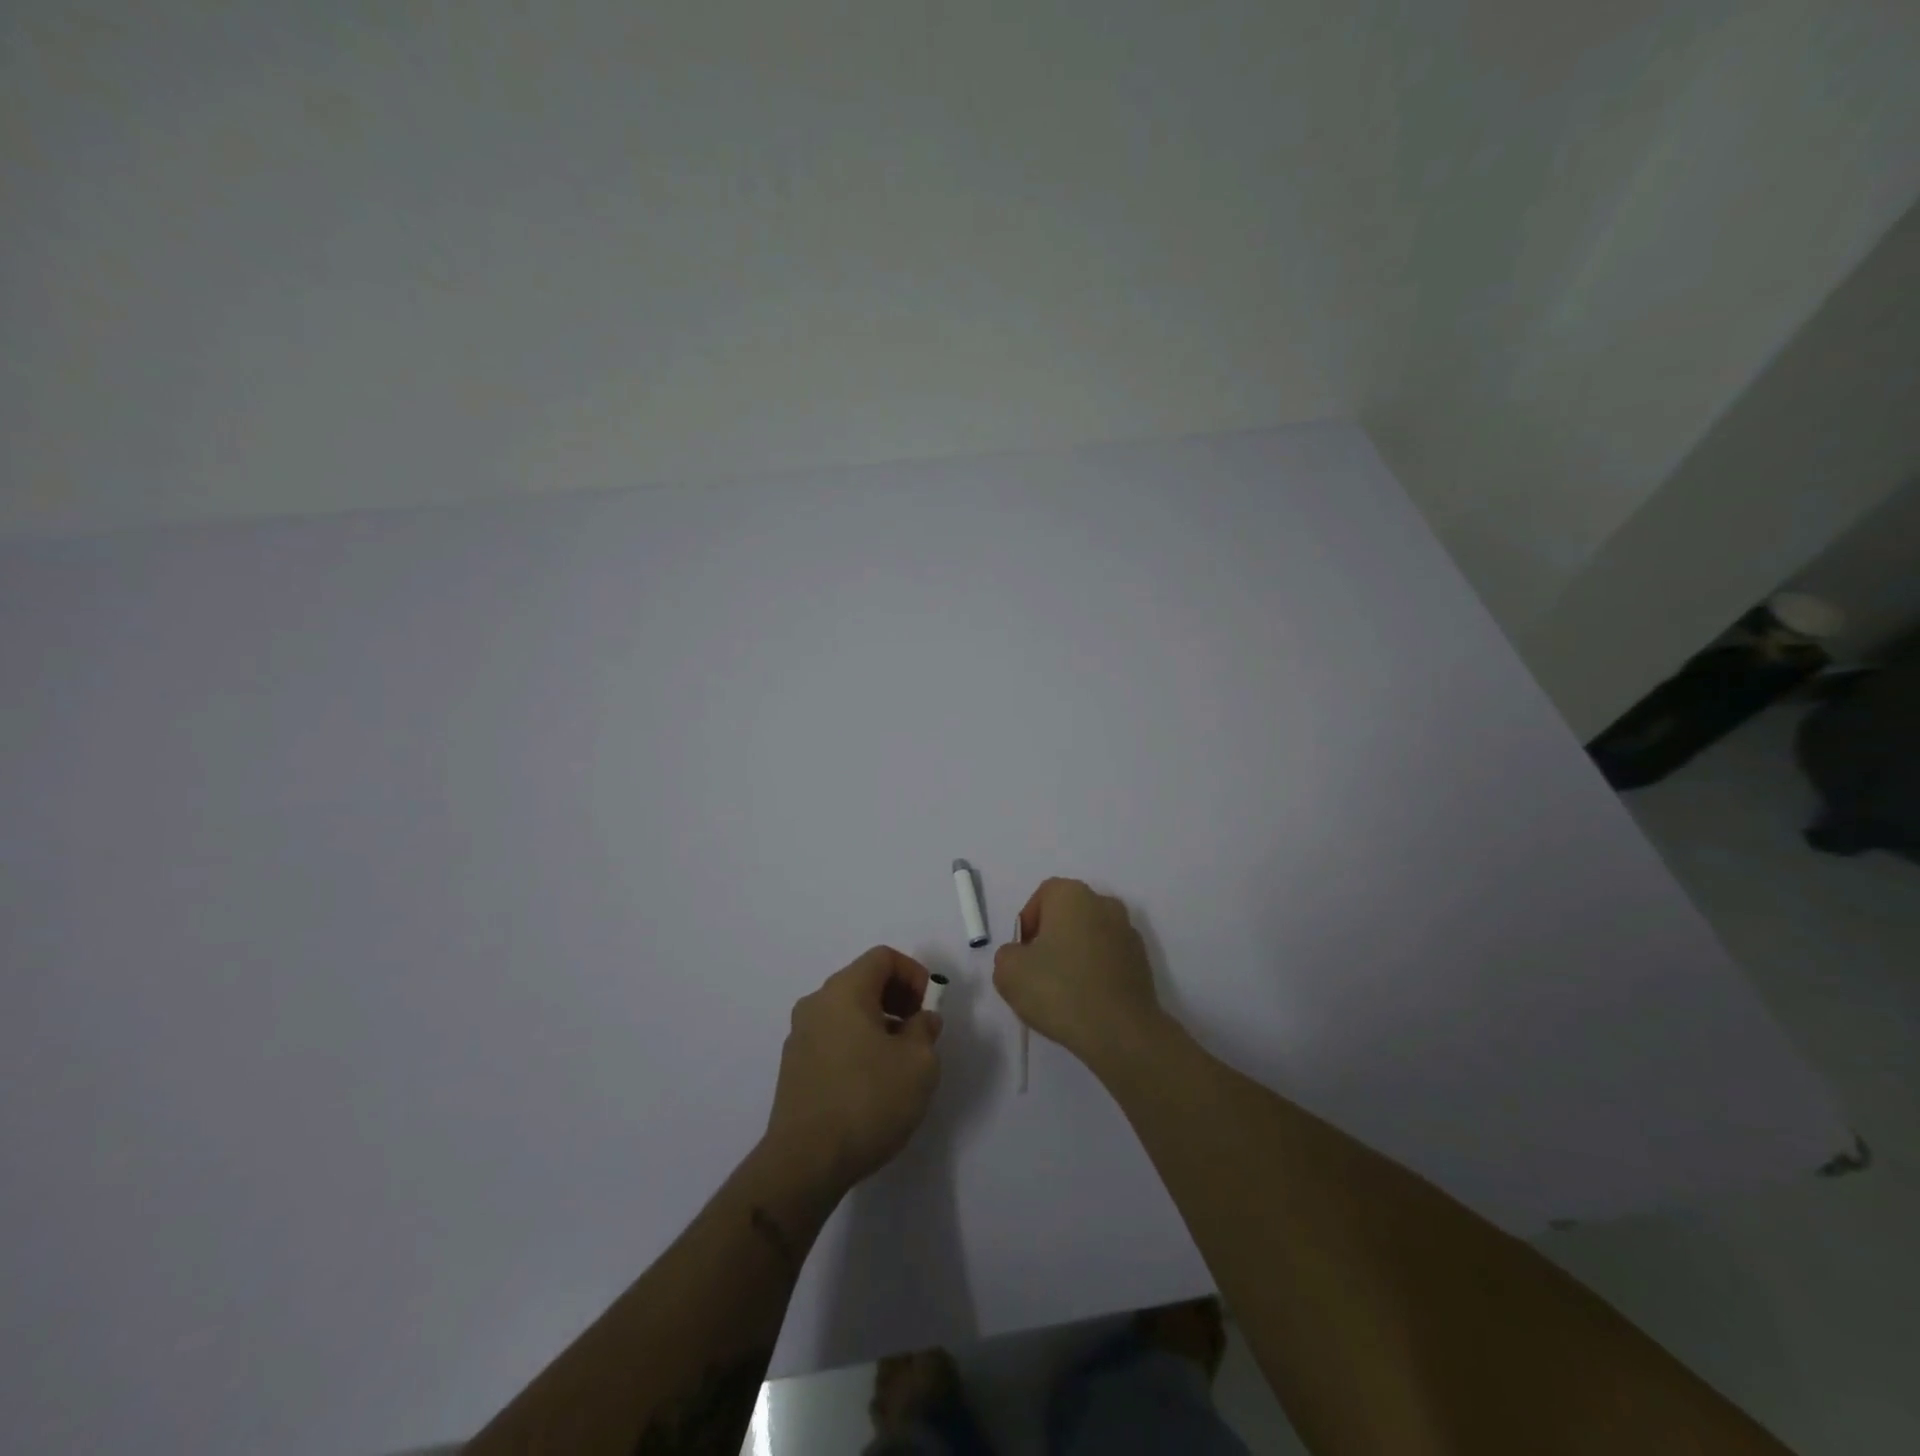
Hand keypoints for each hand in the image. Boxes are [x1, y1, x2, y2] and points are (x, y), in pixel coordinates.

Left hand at [764, 947, 943, 1196]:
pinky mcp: (793, 1066)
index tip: (929, 1007)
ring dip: (878, 1022)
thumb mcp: (919, 1063)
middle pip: (863, 980)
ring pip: (847, 1010)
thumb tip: (920, 1020)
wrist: (805, 1162)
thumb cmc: (868, 1101)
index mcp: (844, 991)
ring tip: (899, 1060)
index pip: (883, 957)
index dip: (914, 973)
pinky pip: (833, 1036)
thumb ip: (925, 1030)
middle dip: (898, 997)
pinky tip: (872, 1081)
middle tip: (919, 1030)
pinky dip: (857, 1042)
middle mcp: (816, 1003)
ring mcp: (800, 1035)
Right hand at [994, 878, 1164, 1069]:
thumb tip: (1021, 956)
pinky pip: (1109, 958)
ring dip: (1075, 955)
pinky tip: (1087, 1001)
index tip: (1022, 954)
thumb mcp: (1009, 973)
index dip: (1028, 923)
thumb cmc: (1060, 991)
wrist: (1121, 1032)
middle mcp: (1104, 903)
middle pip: (1068, 914)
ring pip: (1090, 936)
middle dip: (1051, 938)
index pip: (1043, 895)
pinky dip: (1096, 972)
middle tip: (1038, 972)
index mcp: (1072, 895)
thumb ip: (1007, 955)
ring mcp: (1128, 932)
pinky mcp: (1142, 962)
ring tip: (1063, 992)